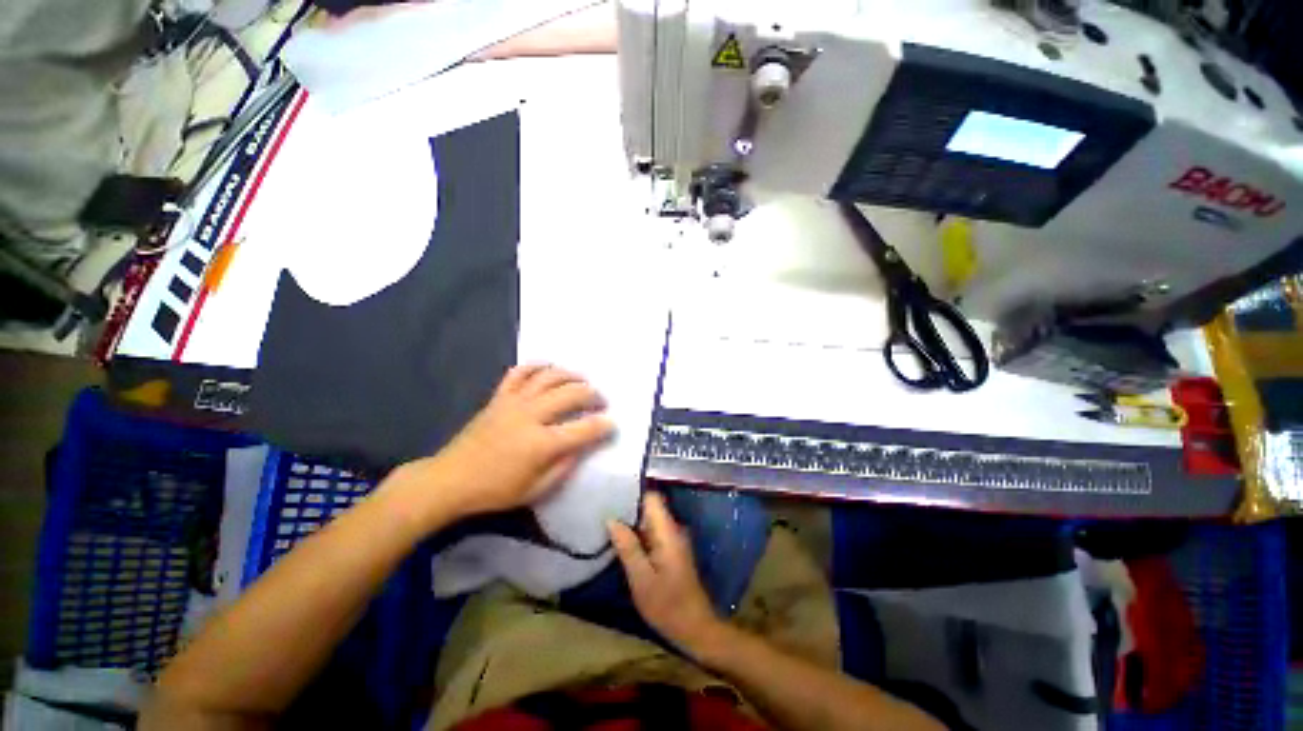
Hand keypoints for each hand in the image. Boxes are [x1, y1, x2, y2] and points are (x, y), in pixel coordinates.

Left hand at [402, 364, 614, 521]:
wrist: (450, 480)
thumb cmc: (496, 490)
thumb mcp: (536, 489)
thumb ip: (565, 466)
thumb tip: (583, 445)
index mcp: (541, 444)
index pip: (583, 429)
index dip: (603, 425)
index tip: (613, 424)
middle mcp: (531, 416)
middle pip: (570, 394)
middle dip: (592, 395)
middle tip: (601, 401)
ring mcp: (513, 402)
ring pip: (548, 378)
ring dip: (571, 375)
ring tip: (583, 380)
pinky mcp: (499, 397)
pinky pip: (519, 373)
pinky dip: (535, 366)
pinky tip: (548, 367)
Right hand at [608, 492, 723, 656]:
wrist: (695, 628)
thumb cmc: (667, 605)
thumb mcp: (641, 579)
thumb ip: (628, 547)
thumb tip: (612, 519)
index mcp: (668, 531)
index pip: (652, 498)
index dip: (633, 494)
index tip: (611, 495)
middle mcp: (673, 529)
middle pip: (650, 507)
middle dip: (628, 508)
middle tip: (603, 512)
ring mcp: (674, 539)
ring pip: (650, 521)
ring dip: (631, 523)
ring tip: (607, 524)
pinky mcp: (671, 550)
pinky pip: (653, 533)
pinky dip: (638, 535)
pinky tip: (621, 542)